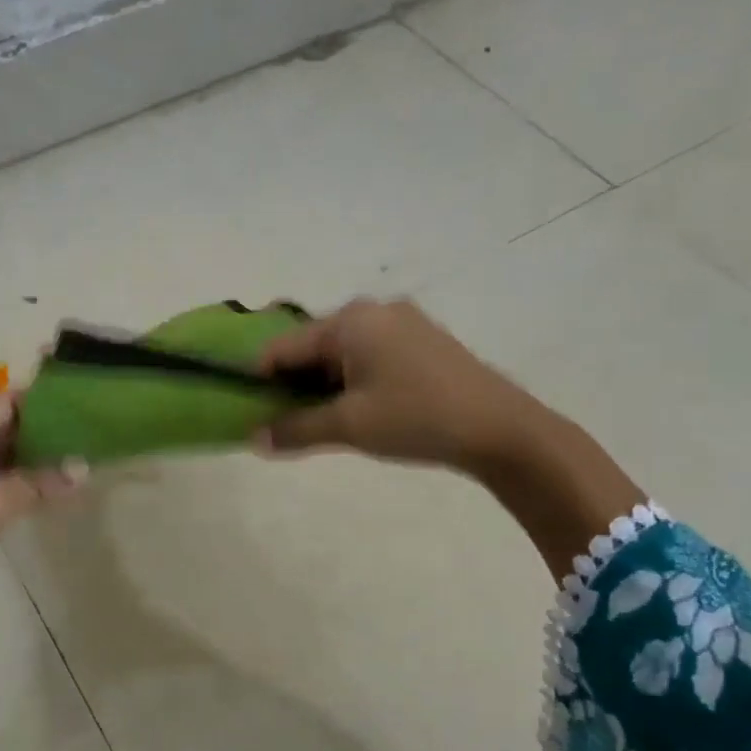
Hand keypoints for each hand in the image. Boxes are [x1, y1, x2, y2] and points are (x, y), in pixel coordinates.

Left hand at [0, 395, 83, 618]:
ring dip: (26, 461)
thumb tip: (84, 469)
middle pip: (0, 423)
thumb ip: (42, 481)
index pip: (8, 402)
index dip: (47, 412)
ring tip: (70, 468)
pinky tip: (40, 490)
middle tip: (83, 448)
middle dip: (40, 438)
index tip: (83, 422)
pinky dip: (8, 479)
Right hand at [257, 298, 547, 470]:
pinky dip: (353, 381)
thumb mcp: (348, 427)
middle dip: (294, 383)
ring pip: (342, 353)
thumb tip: (253, 440)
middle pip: (313, 346)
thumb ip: (295, 430)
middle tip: (285, 422)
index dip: (260, 378)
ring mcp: (403, 323)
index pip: (284, 346)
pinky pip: (370, 356)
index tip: (249, 410)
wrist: (501, 429)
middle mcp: (374, 310)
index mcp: (350, 320)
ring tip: (321, 422)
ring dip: (324, 385)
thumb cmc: (415, 418)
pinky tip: (358, 411)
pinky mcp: (423, 342)